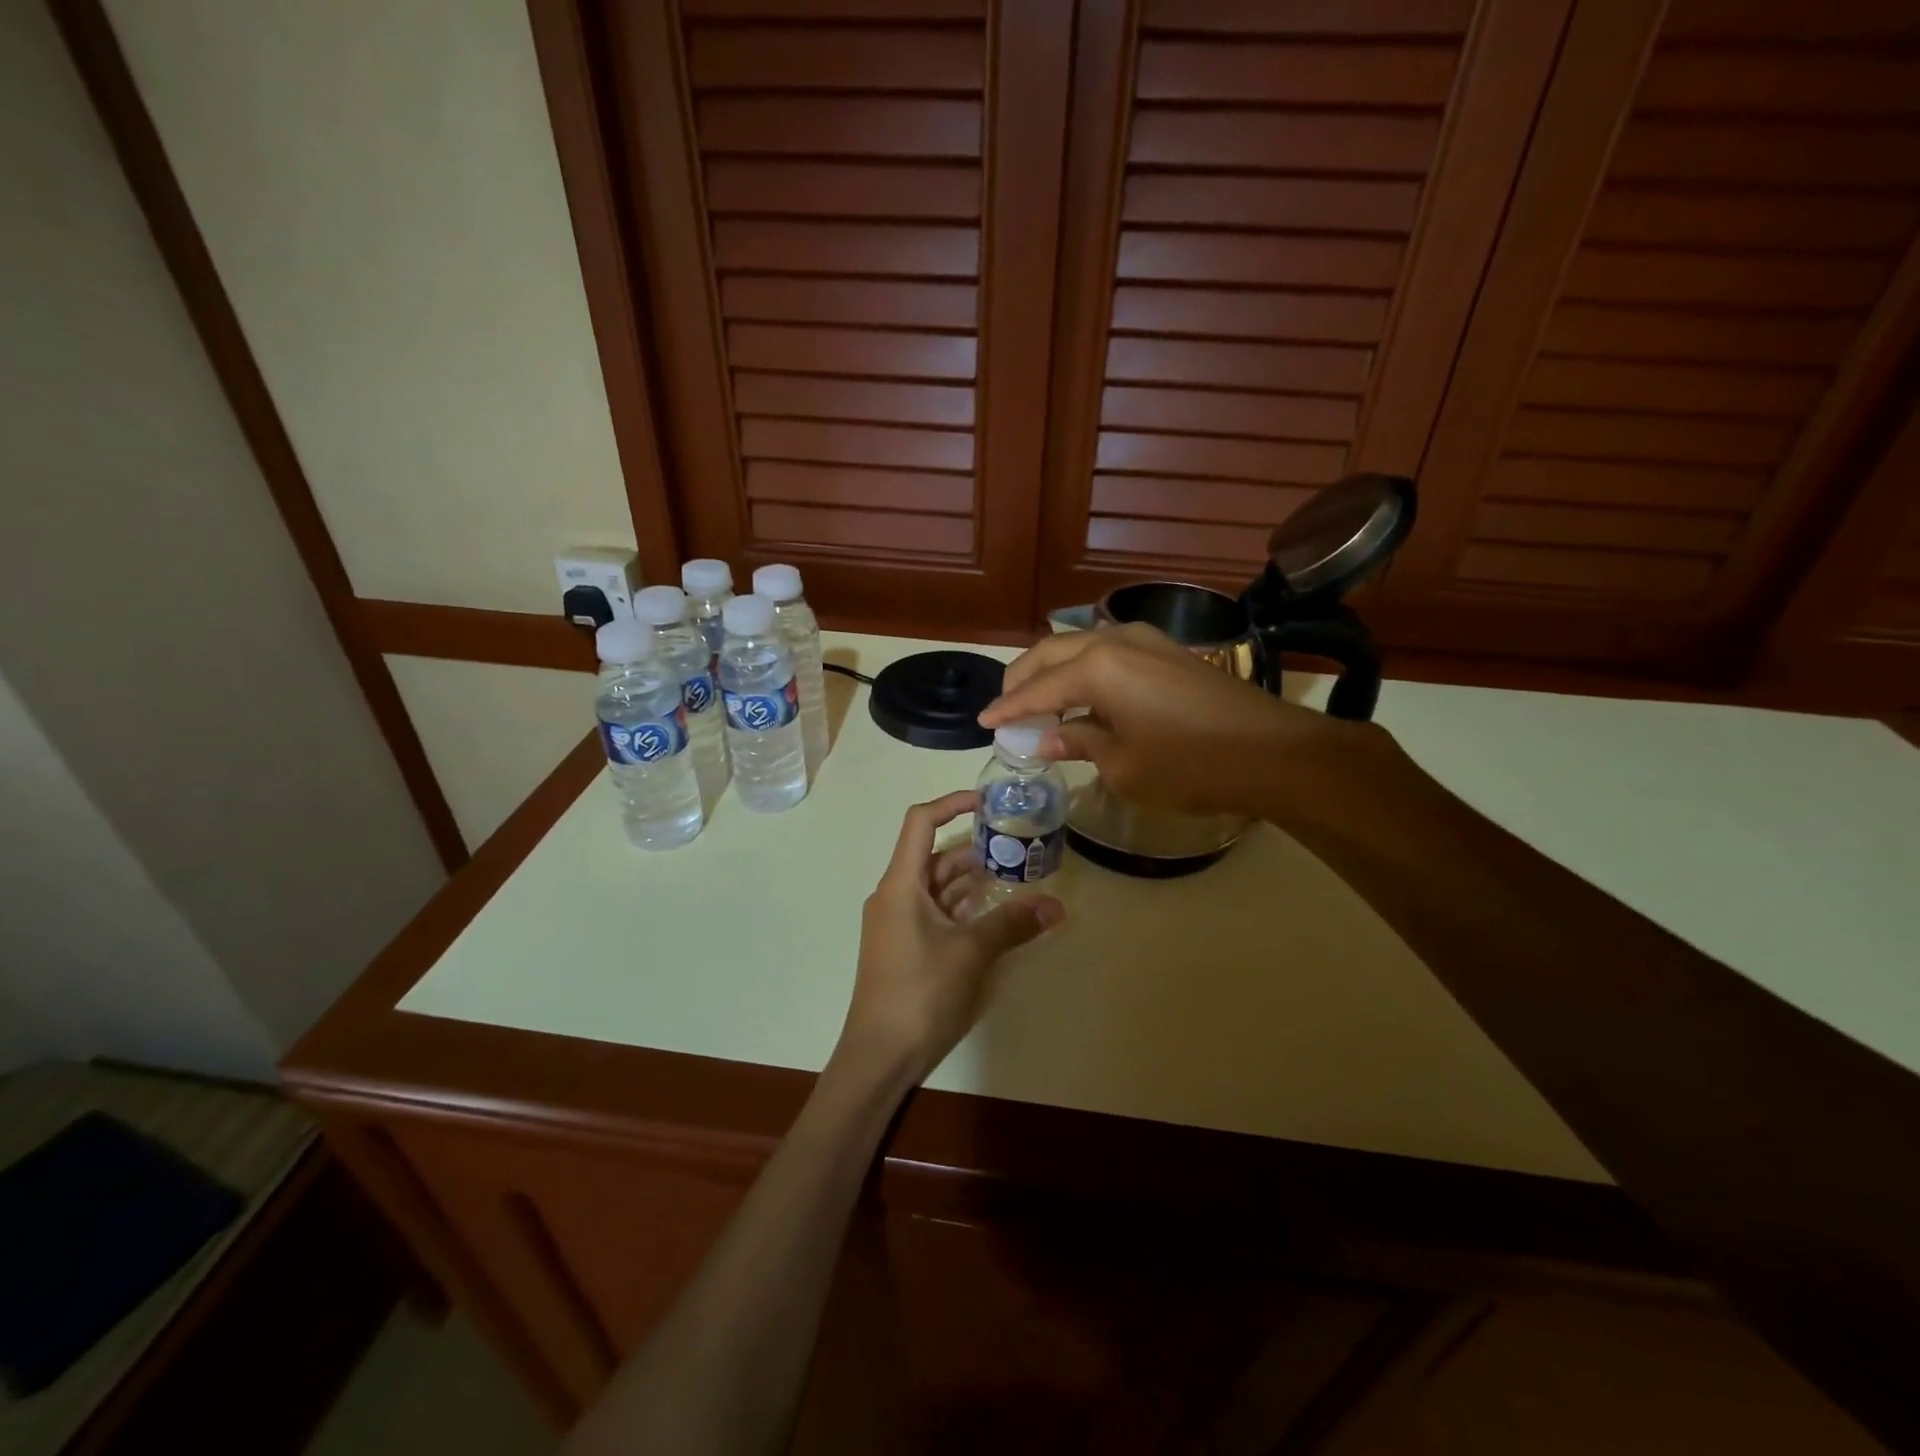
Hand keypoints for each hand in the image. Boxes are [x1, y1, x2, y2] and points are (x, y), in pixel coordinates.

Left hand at [834, 791, 1063, 1090]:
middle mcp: (895, 895)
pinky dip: (962, 906)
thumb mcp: (971, 953)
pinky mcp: (905, 946)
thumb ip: (1012, 924)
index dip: (952, 804)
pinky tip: (994, 912)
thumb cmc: (919, 993)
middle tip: (1017, 843)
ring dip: (972, 879)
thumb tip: (1057, 905)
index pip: (920, 822)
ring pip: (937, 886)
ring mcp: (898, 922)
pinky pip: (936, 912)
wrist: (878, 1056)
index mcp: (900, 884)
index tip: (988, 802)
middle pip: (934, 855)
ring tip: (1014, 872)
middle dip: (974, 847)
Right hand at [980, 623, 1367, 818]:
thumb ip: (1079, 743)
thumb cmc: (1190, 765)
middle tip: (1006, 708)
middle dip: (1023, 679)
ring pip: (1079, 646)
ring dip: (1053, 670)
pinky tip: (1081, 694)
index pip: (1037, 689)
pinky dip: (1083, 669)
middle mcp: (1115, 641)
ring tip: (1039, 701)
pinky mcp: (1167, 650)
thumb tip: (1047, 740)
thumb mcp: (1123, 765)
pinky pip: (1107, 651)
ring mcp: (1145, 640)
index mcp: (1096, 667)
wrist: (1273, 751)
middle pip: (1052, 653)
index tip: (984, 723)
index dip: (1008, 710)